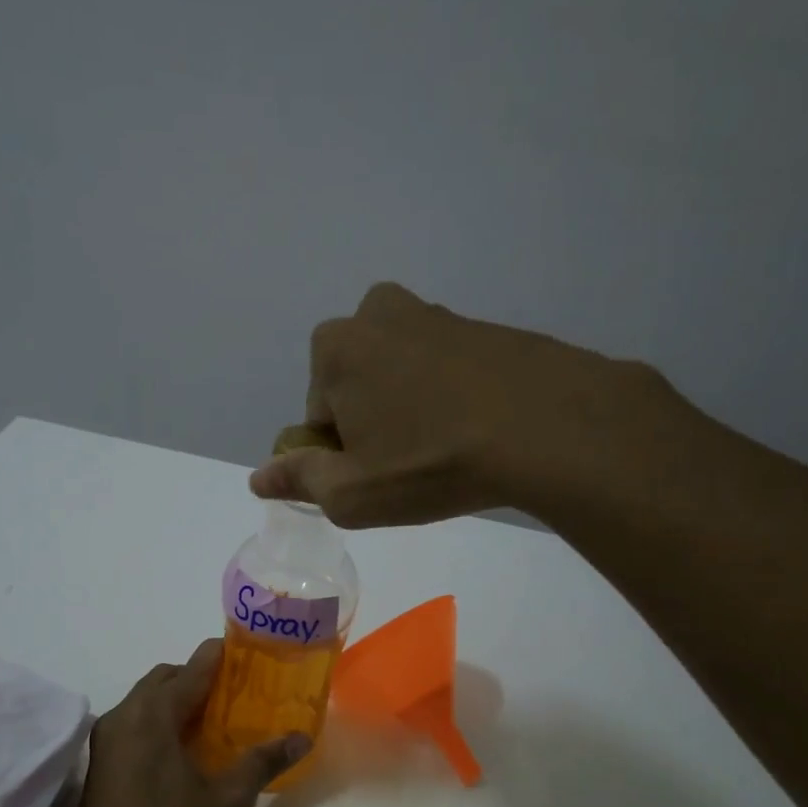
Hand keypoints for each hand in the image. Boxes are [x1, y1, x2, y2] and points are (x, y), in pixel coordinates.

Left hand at [54, 640, 308, 806]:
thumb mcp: (226, 802)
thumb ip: (263, 761)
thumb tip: (301, 737)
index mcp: (152, 714)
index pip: (194, 665)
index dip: (226, 655)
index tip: (256, 657)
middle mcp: (124, 715)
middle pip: (168, 677)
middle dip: (203, 678)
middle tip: (242, 695)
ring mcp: (106, 741)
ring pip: (148, 701)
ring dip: (182, 701)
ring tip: (221, 723)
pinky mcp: (101, 765)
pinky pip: (137, 724)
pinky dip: (164, 722)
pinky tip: (189, 753)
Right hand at [249, 282, 669, 527]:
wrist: (549, 427)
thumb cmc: (431, 462)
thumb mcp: (353, 493)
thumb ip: (299, 480)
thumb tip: (258, 477)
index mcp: (336, 347)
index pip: (319, 414)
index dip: (342, 453)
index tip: (376, 475)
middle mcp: (378, 313)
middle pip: (357, 386)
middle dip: (374, 423)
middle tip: (411, 464)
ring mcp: (436, 314)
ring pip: (402, 376)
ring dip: (412, 410)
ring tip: (448, 450)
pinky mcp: (484, 326)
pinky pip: (446, 370)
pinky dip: (451, 398)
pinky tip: (478, 430)